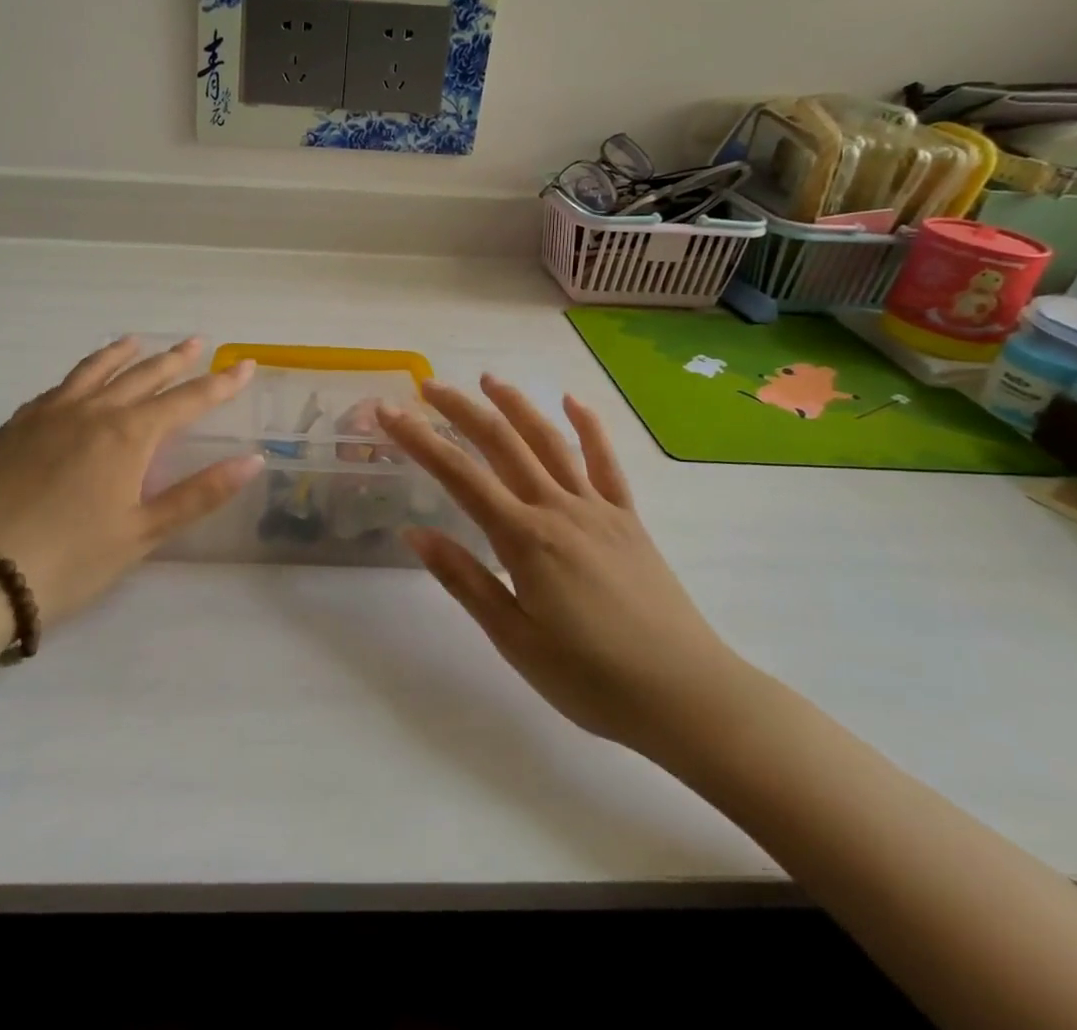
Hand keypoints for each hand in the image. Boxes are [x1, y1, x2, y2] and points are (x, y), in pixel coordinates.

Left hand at [0, 337, 263, 624]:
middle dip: (175, 359)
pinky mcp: (16, 427)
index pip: (187, 400)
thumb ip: (200, 493)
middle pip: (143, 375)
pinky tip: (77, 384)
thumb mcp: (144, 532)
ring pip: (94, 371)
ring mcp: (49, 414)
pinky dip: (79, 378)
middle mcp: (92, 411)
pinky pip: (57, 389)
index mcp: (128, 435)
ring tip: (136, 341)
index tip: (246, 365)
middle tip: (197, 342)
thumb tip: (252, 460)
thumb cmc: (73, 559)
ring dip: (121, 355)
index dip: (221, 384)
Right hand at [376, 376, 747, 758]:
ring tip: (489, 379)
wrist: (686, 696)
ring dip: (517, 405)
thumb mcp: (514, 639)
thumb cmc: (591, 679)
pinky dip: (588, 427)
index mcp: (524, 539)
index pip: (459, 476)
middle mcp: (558, 509)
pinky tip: (573, 402)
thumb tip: (415, 533)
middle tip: (427, 385)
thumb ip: (465, 580)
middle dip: (460, 410)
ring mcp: (598, 509)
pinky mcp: (628, 519)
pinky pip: (606, 463)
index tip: (390, 412)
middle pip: (501, 443)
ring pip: (550, 441)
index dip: (420, 440)